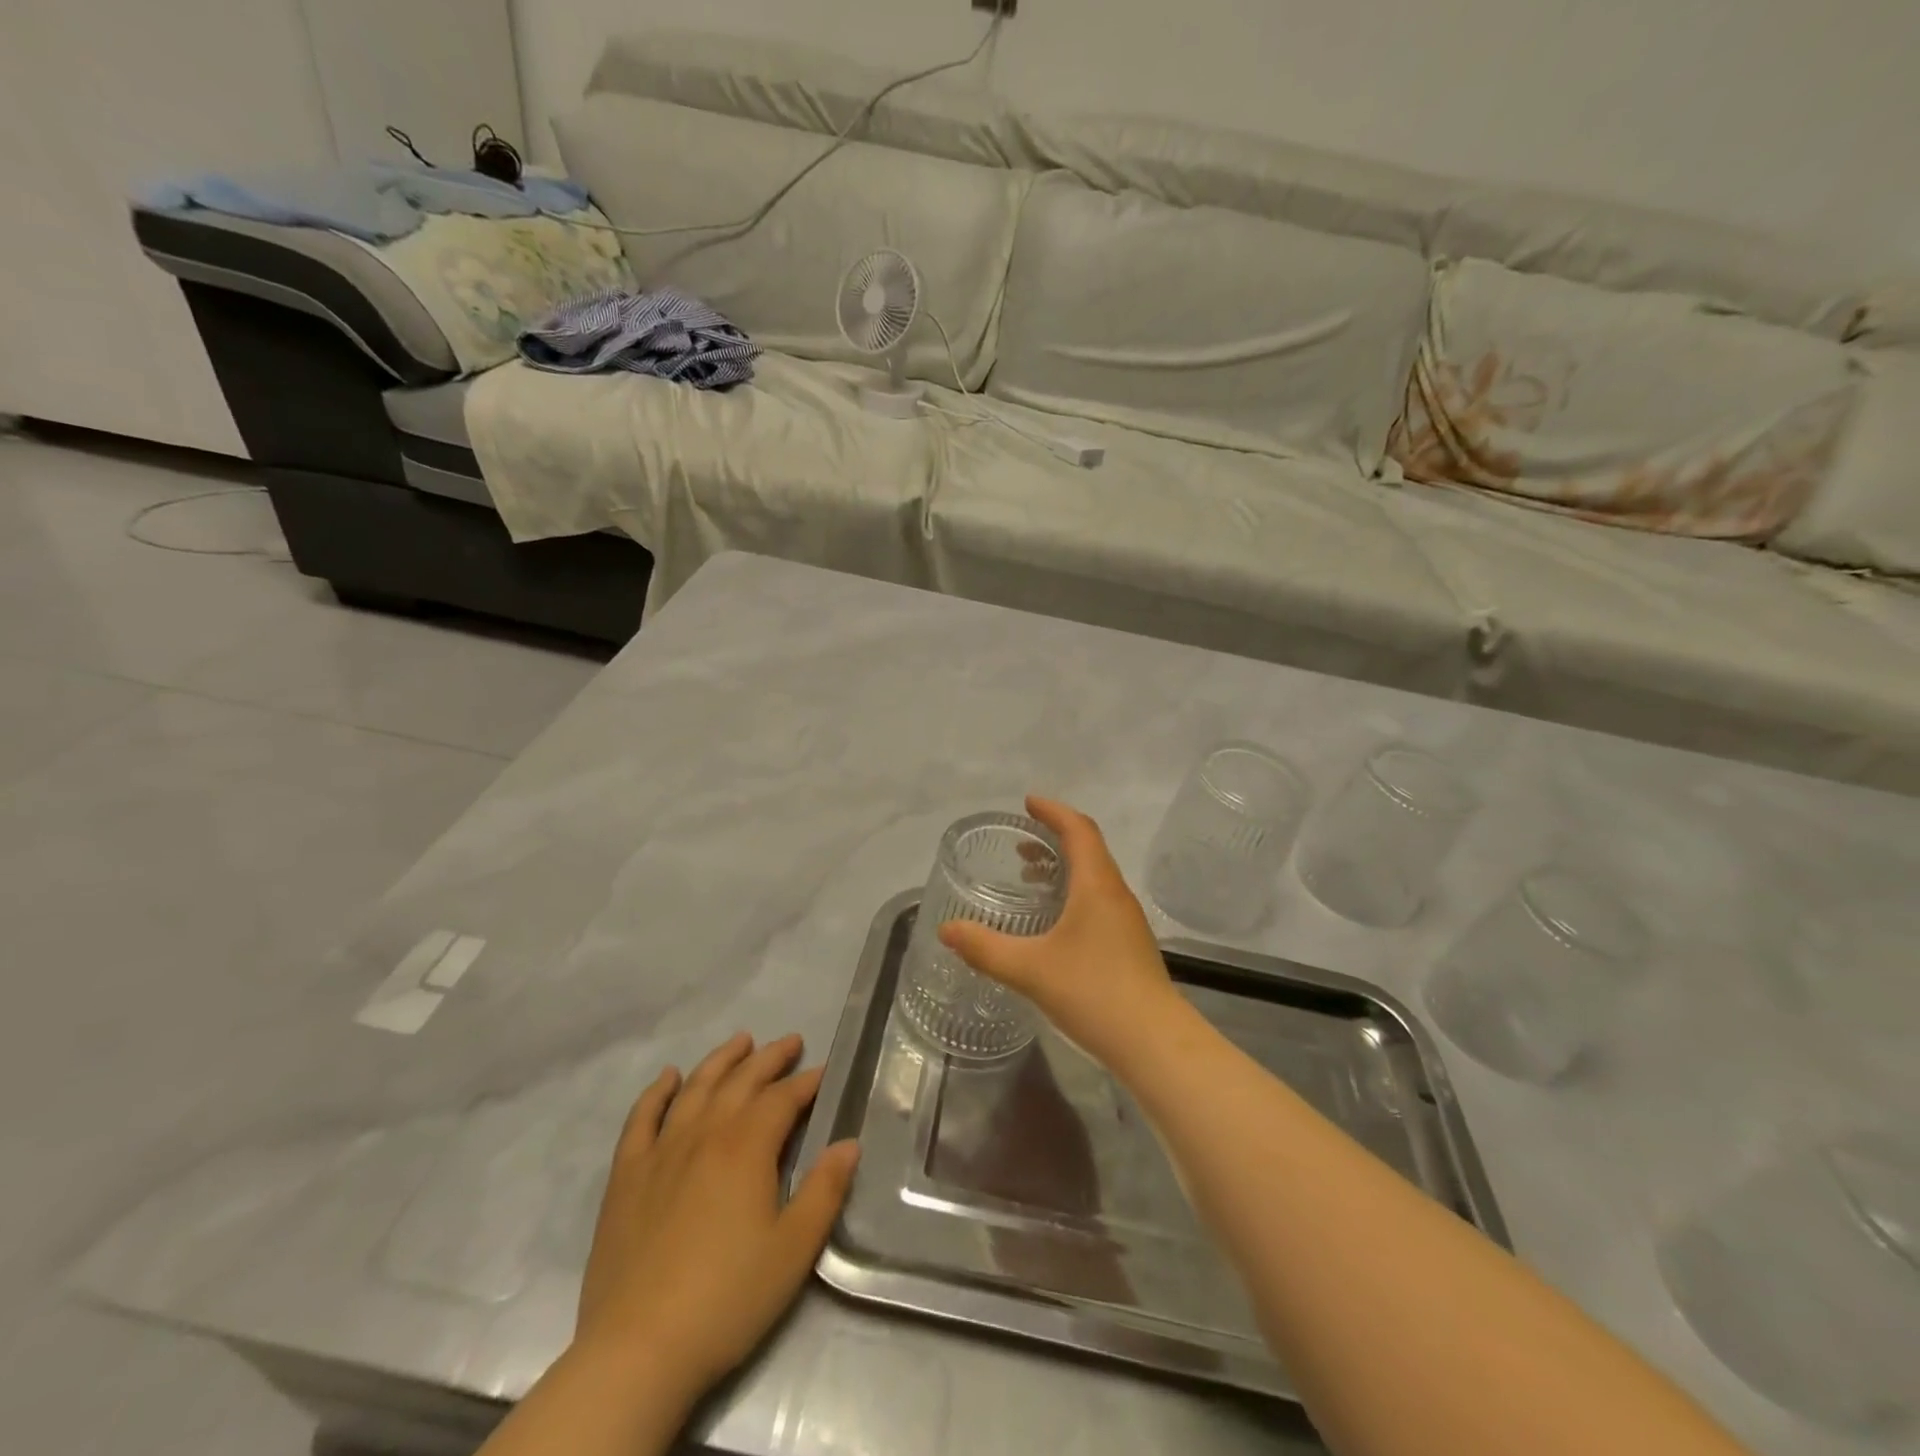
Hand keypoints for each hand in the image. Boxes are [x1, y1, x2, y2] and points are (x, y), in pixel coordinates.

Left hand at [575, 1032, 859, 1406]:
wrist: (637, 1351)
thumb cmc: (727, 1298)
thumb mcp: (793, 1249)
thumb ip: (825, 1190)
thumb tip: (849, 1143)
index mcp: (747, 1147)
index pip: (783, 1098)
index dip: (807, 1082)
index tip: (825, 1072)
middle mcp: (704, 1134)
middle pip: (742, 1081)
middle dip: (770, 1058)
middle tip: (791, 1042)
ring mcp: (661, 1151)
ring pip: (696, 1087)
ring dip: (721, 1060)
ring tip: (741, 1041)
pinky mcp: (626, 1176)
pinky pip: (642, 1119)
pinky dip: (657, 1092)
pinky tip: (668, 1078)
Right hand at [938, 796, 1181, 1070]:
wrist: (1154, 1043)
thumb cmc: (1093, 993)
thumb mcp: (1029, 969)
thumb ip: (985, 948)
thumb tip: (946, 929)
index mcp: (1096, 885)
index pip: (1078, 830)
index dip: (1054, 811)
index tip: (1028, 803)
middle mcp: (1115, 894)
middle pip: (1089, 849)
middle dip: (1055, 838)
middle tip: (1022, 840)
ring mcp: (1127, 921)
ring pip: (1095, 877)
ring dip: (1065, 867)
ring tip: (1031, 877)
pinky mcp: (1129, 945)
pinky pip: (1099, 901)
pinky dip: (1073, 893)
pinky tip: (1054, 923)